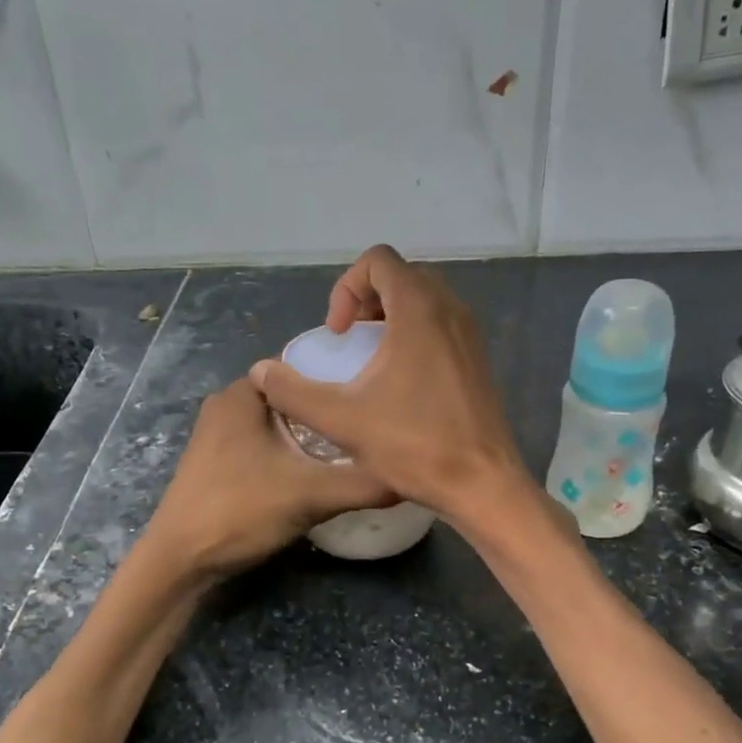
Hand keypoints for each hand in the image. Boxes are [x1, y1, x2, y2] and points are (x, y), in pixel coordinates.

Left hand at [145, 377, 395, 577]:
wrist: (179, 562)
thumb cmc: (239, 511)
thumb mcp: (311, 495)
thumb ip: (363, 482)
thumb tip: (412, 474)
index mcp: (242, 394)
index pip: (300, 365)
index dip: (339, 375)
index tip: (373, 393)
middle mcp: (226, 405)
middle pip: (292, 396)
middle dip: (328, 408)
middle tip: (370, 422)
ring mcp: (218, 435)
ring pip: (278, 423)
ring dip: (310, 433)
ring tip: (353, 445)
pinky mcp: (217, 463)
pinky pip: (265, 443)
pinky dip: (291, 450)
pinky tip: (317, 469)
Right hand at [246, 244, 526, 522]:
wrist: (481, 482)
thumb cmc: (413, 445)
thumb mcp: (341, 419)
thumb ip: (292, 392)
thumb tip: (260, 372)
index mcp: (418, 310)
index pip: (379, 260)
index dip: (347, 287)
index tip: (339, 333)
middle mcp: (450, 310)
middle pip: (402, 275)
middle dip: (367, 298)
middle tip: (350, 339)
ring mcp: (470, 334)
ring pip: (425, 299)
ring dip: (391, 315)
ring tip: (370, 357)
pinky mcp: (478, 358)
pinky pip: (442, 323)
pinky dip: (415, 333)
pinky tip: (399, 380)